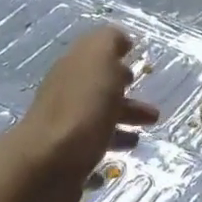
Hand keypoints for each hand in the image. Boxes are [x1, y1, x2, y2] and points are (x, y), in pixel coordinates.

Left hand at [14, 27, 158, 201]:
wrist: (49, 164)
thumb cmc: (81, 108)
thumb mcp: (99, 60)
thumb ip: (109, 42)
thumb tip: (120, 38)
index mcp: (73, 70)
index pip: (94, 58)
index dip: (114, 58)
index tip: (136, 65)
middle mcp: (66, 97)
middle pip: (98, 92)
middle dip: (125, 97)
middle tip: (151, 109)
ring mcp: (65, 130)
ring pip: (98, 122)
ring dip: (122, 124)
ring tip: (144, 135)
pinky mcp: (67, 160)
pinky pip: (92, 150)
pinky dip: (109, 148)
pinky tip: (122, 156)